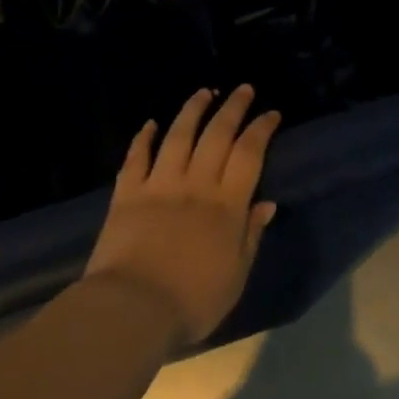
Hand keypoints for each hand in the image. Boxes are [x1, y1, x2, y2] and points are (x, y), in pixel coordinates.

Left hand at [85, 85, 280, 347]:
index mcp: (226, 204)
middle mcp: (196, 184)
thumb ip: (250, 236)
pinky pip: (135, 158)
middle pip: (217, 135)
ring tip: (204, 92)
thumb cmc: (192, 301)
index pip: (249, 154)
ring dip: (193, 111)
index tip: (271, 113)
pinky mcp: (126, 194)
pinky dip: (143, 138)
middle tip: (243, 89)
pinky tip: (150, 124)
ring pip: (178, 136)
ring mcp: (159, 185)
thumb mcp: (235, 275)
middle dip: (233, 108)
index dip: (261, 129)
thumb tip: (266, 203)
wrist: (132, 310)